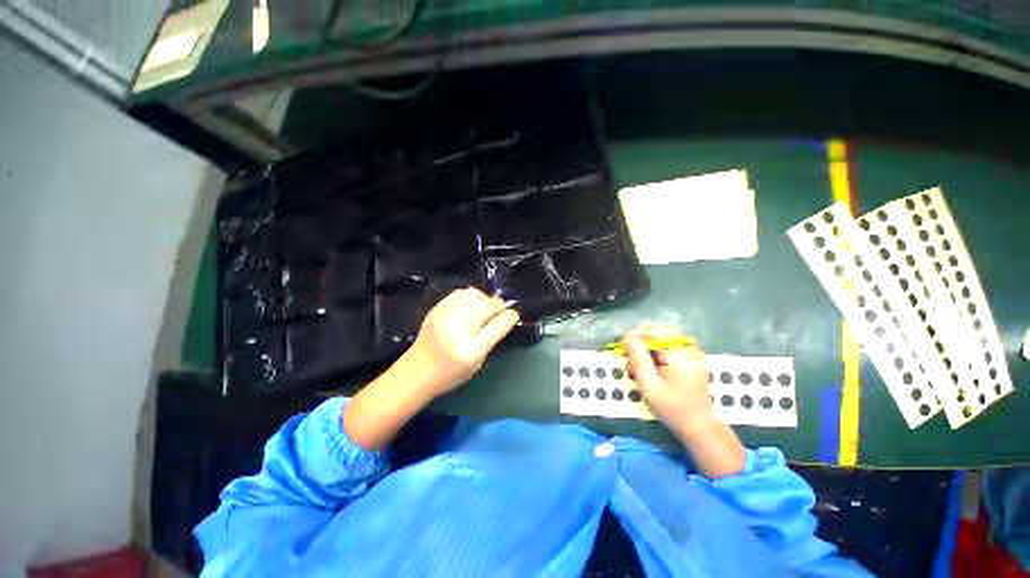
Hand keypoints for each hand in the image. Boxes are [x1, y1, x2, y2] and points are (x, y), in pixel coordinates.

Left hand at [404, 287, 520, 396]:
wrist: (416, 371)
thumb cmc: (451, 373)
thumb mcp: (477, 362)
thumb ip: (492, 338)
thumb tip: (505, 317)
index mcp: (470, 350)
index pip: (497, 325)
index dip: (510, 316)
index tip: (514, 314)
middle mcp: (457, 329)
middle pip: (487, 305)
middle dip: (499, 305)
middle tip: (500, 311)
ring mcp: (445, 315)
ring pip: (475, 294)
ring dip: (485, 299)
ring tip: (484, 308)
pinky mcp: (437, 308)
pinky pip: (460, 292)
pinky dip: (471, 296)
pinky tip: (470, 306)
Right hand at [622, 324, 712, 437]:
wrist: (699, 426)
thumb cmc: (672, 409)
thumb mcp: (650, 387)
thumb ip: (639, 360)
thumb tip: (628, 338)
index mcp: (680, 355)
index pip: (653, 333)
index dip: (634, 335)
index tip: (620, 344)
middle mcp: (689, 348)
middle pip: (658, 332)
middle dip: (640, 340)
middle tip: (628, 355)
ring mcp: (693, 351)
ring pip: (663, 336)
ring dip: (647, 345)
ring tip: (637, 361)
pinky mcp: (692, 356)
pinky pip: (670, 343)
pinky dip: (657, 349)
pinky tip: (650, 361)